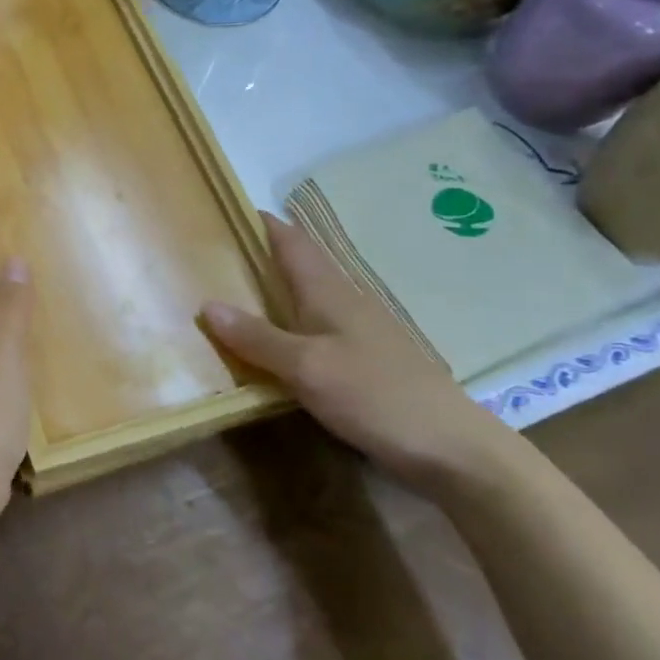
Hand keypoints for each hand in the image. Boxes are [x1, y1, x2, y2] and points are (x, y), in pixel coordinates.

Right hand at [203, 211, 515, 496]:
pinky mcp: (367, 359)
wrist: (453, 449)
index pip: (291, 240)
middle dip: (260, 253)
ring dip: (274, 288)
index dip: (261, 222)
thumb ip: (257, 338)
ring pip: (308, 295)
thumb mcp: (306, 368)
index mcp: (329, 291)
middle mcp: (345, 301)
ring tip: (234, 294)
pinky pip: (316, 325)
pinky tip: (274, 342)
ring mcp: (360, 330)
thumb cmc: (375, 395)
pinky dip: (289, 321)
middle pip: (299, 264)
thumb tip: (206, 305)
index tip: (224, 210)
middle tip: (213, 256)